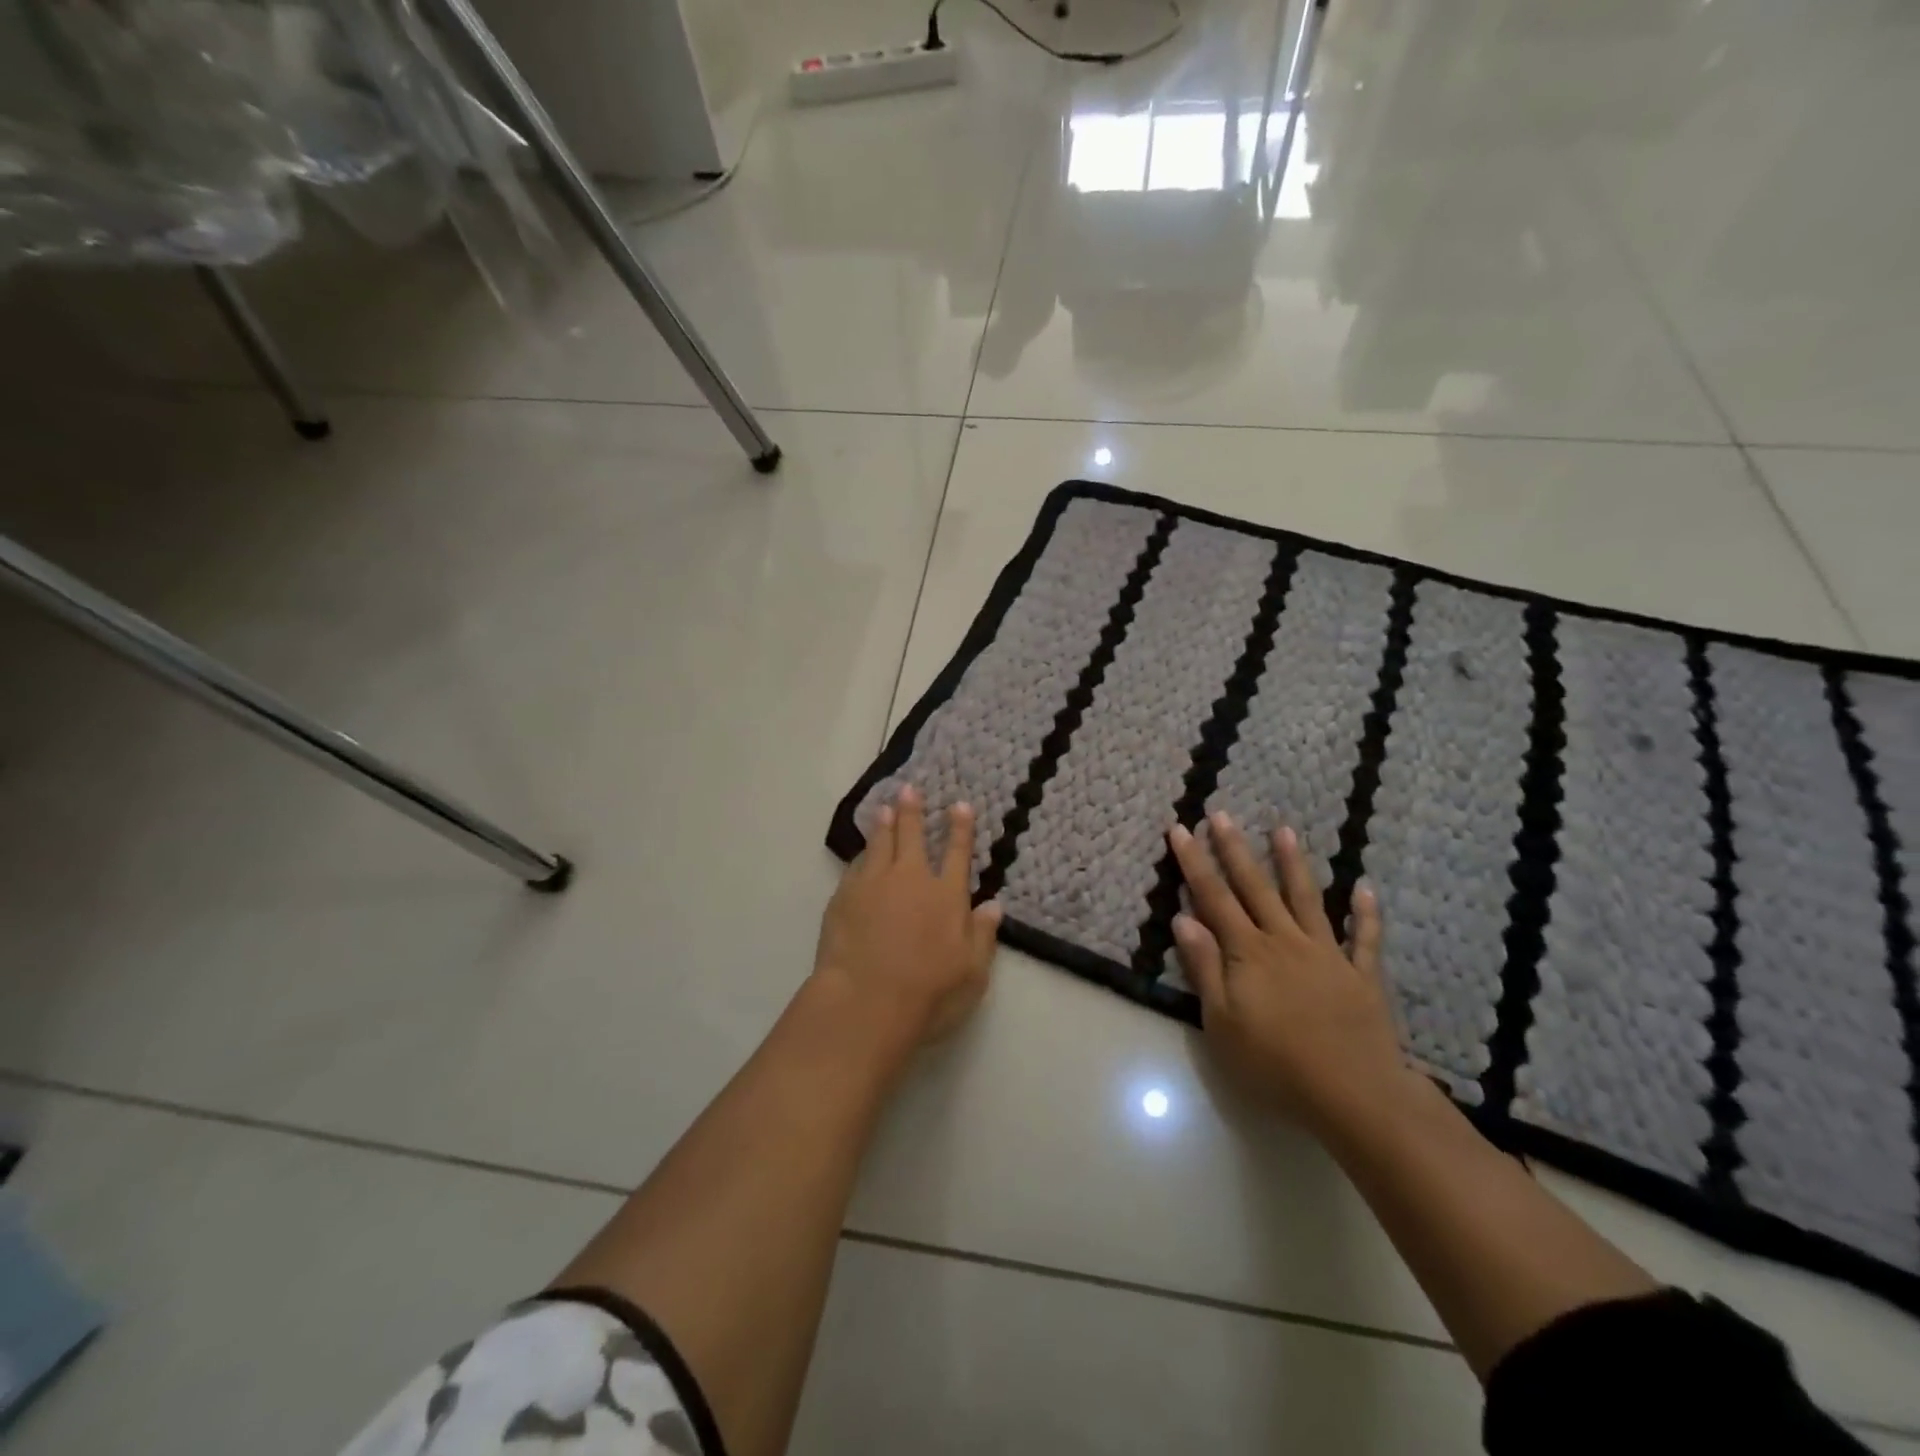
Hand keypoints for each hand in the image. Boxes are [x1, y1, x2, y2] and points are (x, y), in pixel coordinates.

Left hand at [813, 785, 1002, 1046]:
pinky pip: (855, 866)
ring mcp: (874, 885)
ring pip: (879, 844)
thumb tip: (993, 904)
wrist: (864, 1003)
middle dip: (913, 811)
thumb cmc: (928, 994)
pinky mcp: (844, 897)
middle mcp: (910, 880)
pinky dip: (861, 854)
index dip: (959, 828)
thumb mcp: (972, 973)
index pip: (956, 853)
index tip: (959, 805)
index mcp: (946, 896)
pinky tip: (861, 852)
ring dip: (884, 824)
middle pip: (912, 837)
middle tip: (909, 789)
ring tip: (884, 808)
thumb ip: (983, 936)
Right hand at [1168, 812, 1404, 1133]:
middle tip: (1222, 814)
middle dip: (1234, 850)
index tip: (1180, 829)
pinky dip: (1365, 913)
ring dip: (1294, 864)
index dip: (1194, 862)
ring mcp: (1327, 954)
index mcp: (1248, 952)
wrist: (1354, 1094)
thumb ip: (1204, 967)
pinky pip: (1364, 939)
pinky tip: (1365, 889)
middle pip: (1255, 887)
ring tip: (1284, 830)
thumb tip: (1183, 918)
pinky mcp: (1361, 976)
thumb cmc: (1275, 1063)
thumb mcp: (1222, 1021)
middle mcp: (1284, 941)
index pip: (1213, 897)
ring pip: (1307, 899)